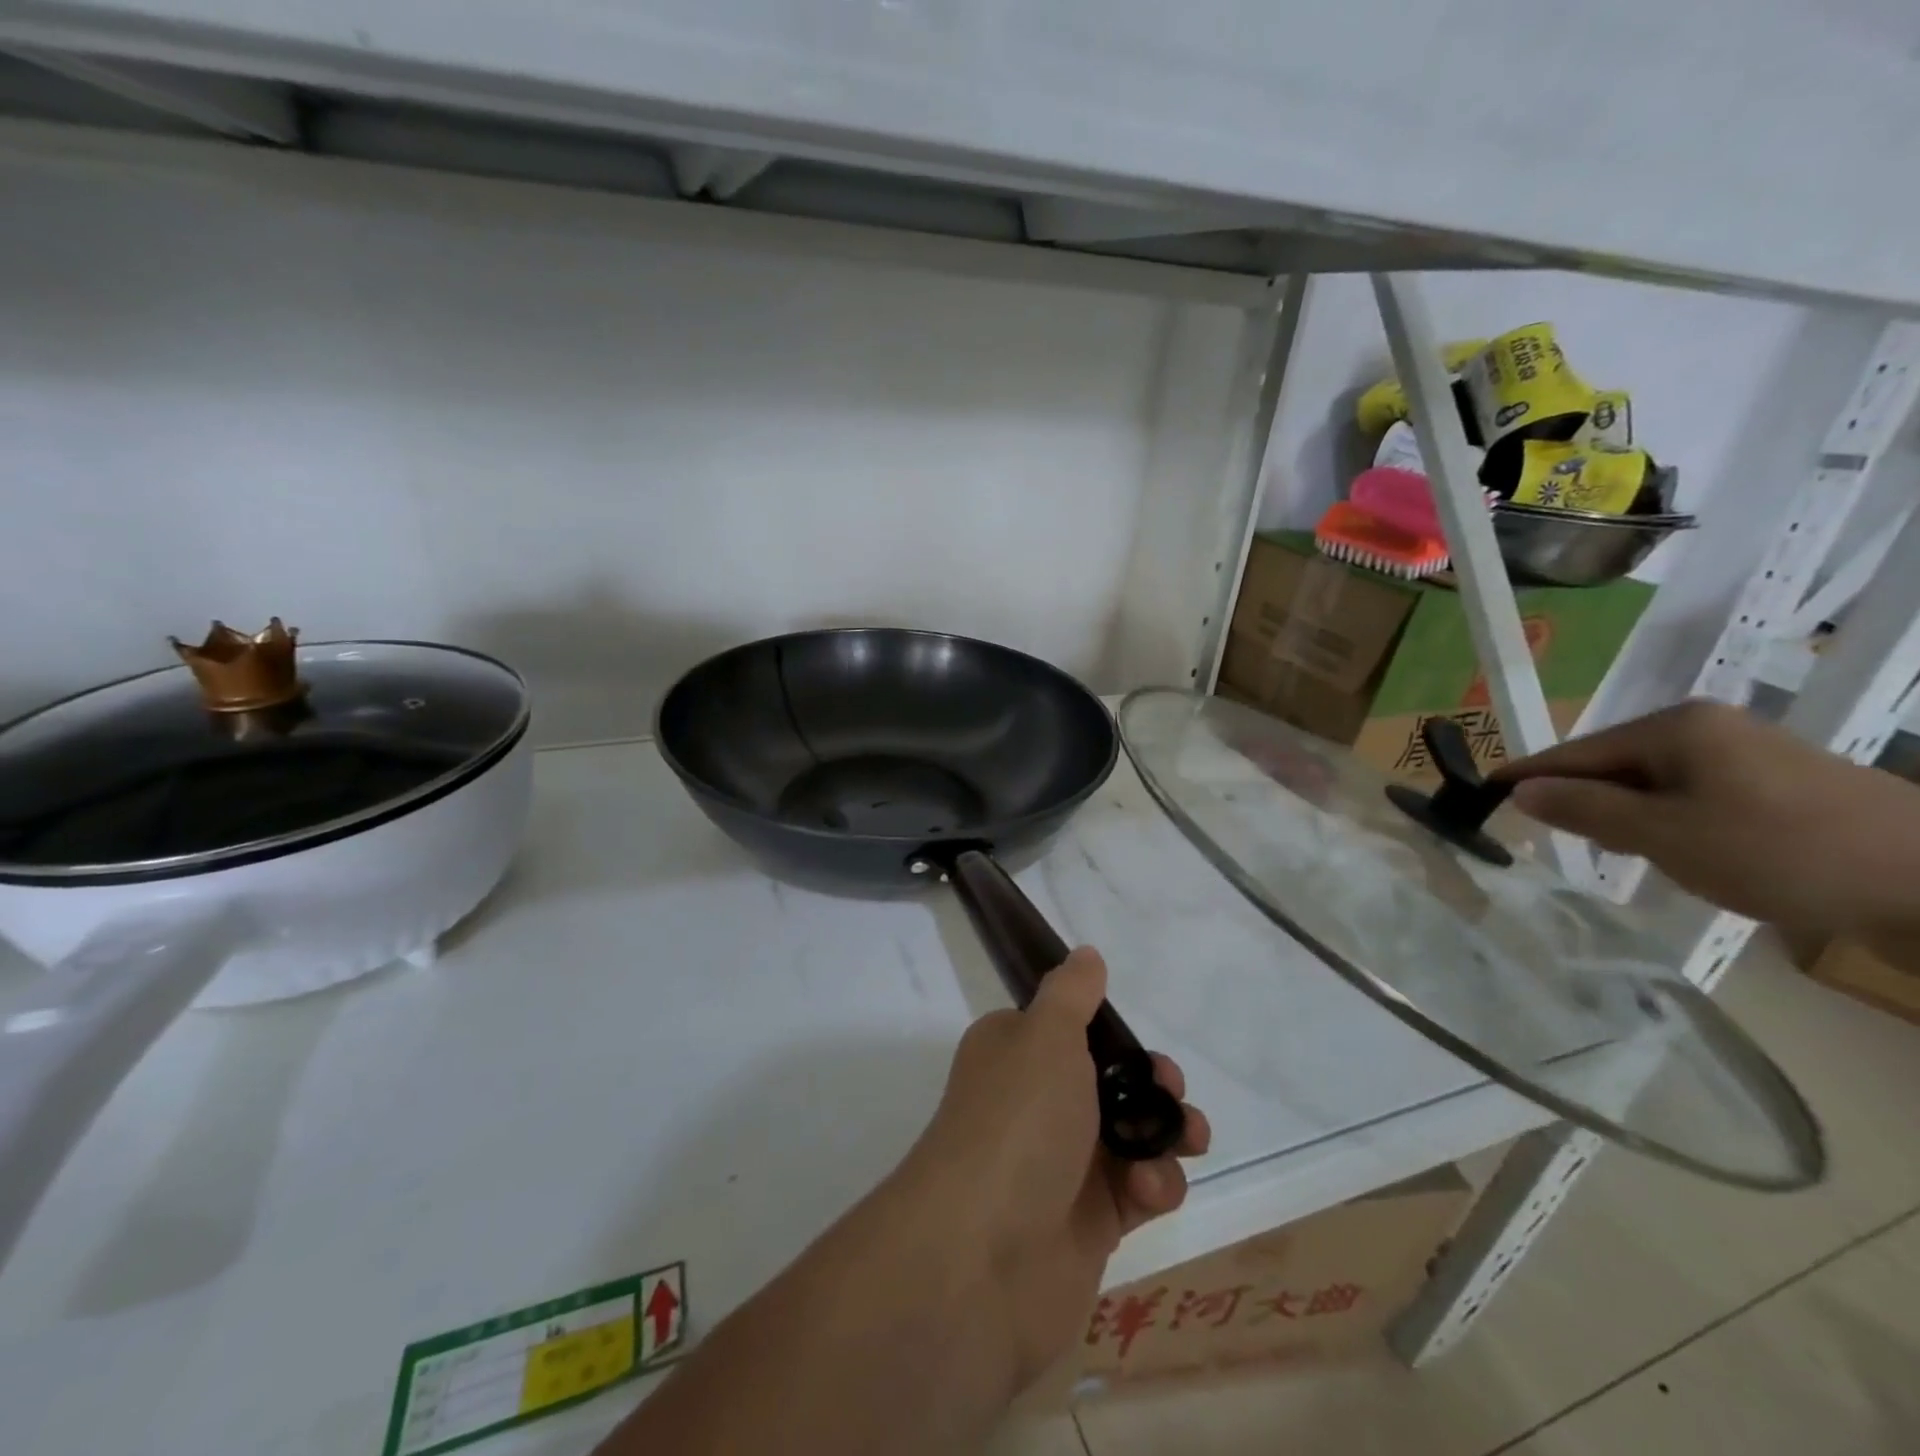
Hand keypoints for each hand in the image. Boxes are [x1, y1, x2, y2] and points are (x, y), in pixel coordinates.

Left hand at [892, 947, 1209, 1391]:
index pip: (1068, 1032)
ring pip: (1133, 1136)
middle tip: (1170, 1088)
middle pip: (1109, 1083)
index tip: (1137, 1042)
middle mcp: (1035, 1105)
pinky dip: (1155, 1186)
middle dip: (1153, 1084)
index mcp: (1015, 1055)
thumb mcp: (1045, 1036)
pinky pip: (1138, 1192)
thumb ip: (1071, 994)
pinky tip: (1149, 1192)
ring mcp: (1062, 1166)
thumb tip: (1085, 954)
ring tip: (1187, 1139)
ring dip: (1167, 1134)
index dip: (1111, 1035)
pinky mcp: (1089, 1224)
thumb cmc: (1018, 1122)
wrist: (983, 1257)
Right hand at [1497, 700, 1919, 935]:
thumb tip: (1520, 790)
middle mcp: (1704, 727)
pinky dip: (1673, 822)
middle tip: (1569, 844)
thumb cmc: (1781, 851)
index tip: (1482, 795)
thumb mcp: (1663, 836)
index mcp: (1673, 727)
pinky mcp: (1778, 781)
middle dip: (1587, 803)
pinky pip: (1694, 795)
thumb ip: (1584, 810)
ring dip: (1633, 817)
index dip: (1528, 777)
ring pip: (1653, 783)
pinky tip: (1689, 853)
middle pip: (1613, 765)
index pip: (1574, 752)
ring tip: (1636, 856)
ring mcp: (1746, 752)